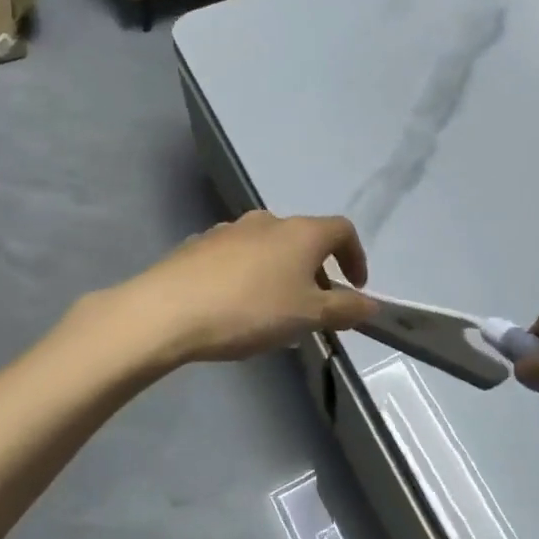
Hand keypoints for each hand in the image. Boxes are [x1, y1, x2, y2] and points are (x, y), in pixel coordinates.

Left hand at [123, 211, 377, 364]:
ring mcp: (230, 229)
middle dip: (316, 270)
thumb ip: (344, 309)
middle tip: (314, 306)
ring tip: (274, 309)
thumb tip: (371, 304)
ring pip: (269, 246)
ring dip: (281, 271)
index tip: (355, 288)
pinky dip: (249, 274)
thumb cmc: (250, 310)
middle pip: (304, 238)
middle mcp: (268, 221)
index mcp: (301, 232)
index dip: (355, 256)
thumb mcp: (307, 317)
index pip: (342, 230)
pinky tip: (235, 305)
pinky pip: (237, 257)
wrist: (167, 310)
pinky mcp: (199, 244)